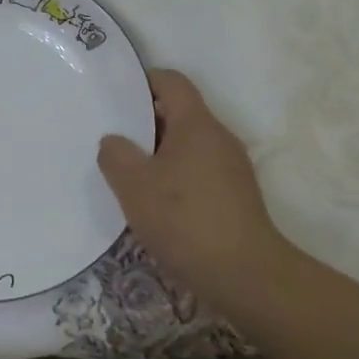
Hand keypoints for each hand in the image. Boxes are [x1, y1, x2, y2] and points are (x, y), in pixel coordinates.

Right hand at [97, 69, 292, 317]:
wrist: (246, 277)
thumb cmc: (185, 219)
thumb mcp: (134, 185)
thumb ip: (116, 155)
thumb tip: (114, 141)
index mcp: (197, 123)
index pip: (171, 81)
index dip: (143, 81)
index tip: (116, 96)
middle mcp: (219, 137)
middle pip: (179, 113)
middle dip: (145, 122)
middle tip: (113, 139)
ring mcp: (232, 168)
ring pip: (188, 145)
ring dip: (158, 154)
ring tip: (129, 174)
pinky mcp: (236, 196)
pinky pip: (198, 171)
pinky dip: (175, 177)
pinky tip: (156, 203)